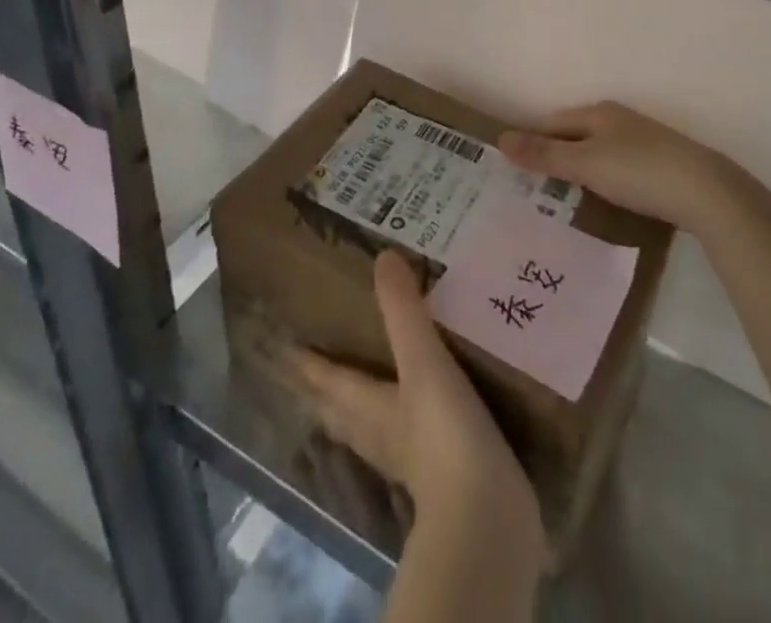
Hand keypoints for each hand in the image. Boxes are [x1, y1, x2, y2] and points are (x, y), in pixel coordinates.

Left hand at [295, 252, 544, 548]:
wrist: (485, 514)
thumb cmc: (442, 432)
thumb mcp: (422, 360)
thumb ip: (404, 309)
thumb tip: (383, 257)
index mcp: (366, 406)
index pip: (327, 380)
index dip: (307, 364)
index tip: (286, 350)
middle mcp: (377, 434)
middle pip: (338, 411)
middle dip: (323, 391)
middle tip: (311, 371)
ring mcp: (406, 460)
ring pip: (366, 430)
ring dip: (355, 410)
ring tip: (356, 392)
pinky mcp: (438, 475)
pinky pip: (404, 441)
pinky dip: (398, 422)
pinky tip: (414, 418)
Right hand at [499, 102, 739, 235]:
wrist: (707, 192)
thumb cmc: (640, 172)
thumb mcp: (586, 164)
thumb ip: (545, 154)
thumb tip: (502, 138)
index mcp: (599, 112)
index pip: (552, 122)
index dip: (531, 142)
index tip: (513, 170)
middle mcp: (620, 120)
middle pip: (575, 135)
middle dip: (554, 157)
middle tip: (531, 190)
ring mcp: (643, 141)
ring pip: (598, 152)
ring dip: (579, 171)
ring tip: (561, 201)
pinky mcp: (661, 164)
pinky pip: (619, 168)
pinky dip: (604, 181)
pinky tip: (603, 201)